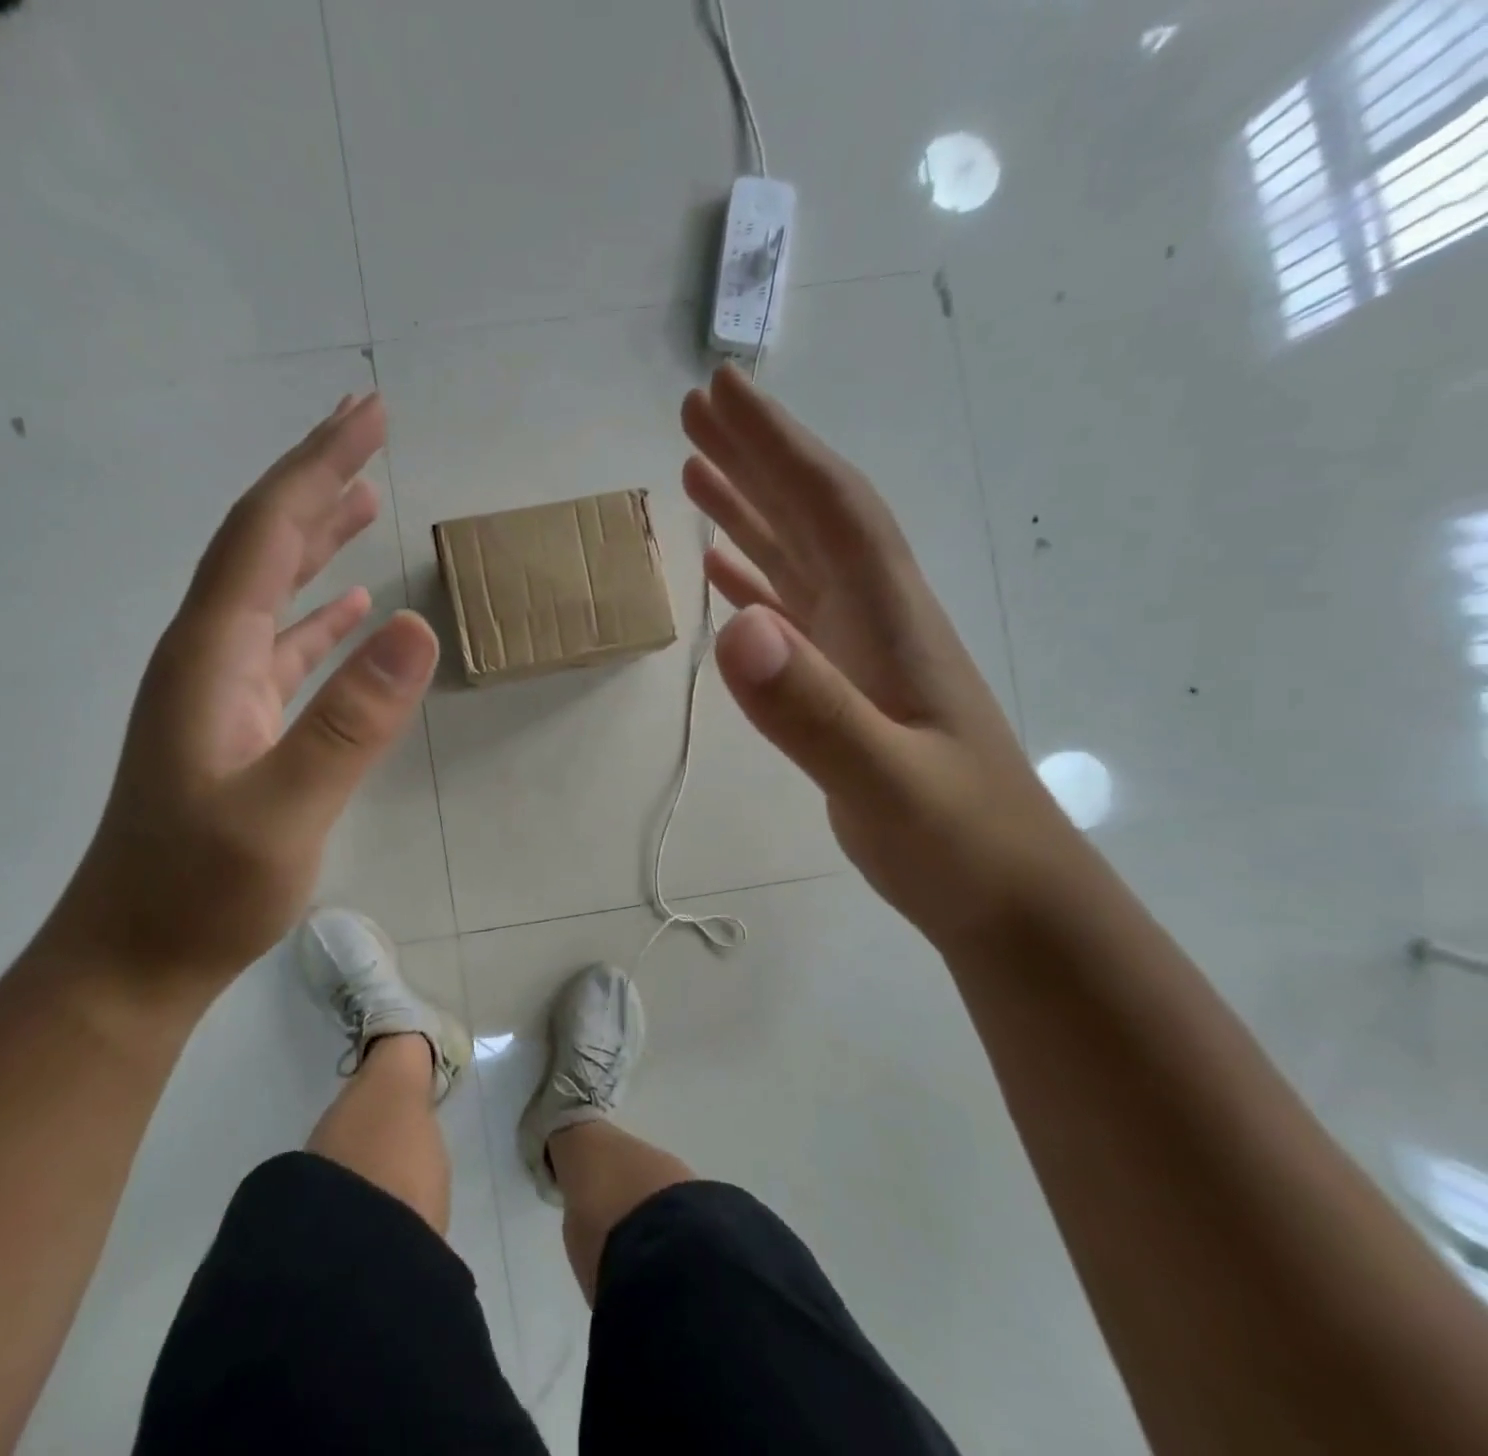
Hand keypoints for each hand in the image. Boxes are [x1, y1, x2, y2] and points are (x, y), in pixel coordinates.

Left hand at [51, 394, 437, 994]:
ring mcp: (220, 690)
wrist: (133, 959)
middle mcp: (208, 654)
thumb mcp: (285, 810)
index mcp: (211, 654)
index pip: (265, 532)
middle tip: (370, 427)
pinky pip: (282, 645)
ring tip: (365, 496)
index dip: (317, 467)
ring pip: (271, 589)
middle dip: (316, 479)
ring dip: (316, 537)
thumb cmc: (201, 891)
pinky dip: (318, 612)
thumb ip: (351, 719)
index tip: (370, 415)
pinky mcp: (236, 725)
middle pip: (262, 543)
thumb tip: (416, 624)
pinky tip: (351, 606)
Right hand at [681, 365, 1082, 946]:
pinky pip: (793, 610)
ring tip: (695, 471)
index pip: (829, 504)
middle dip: (755, 455)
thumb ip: (814, 711)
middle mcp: (876, 615)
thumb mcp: (886, 782)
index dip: (776, 444)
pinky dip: (755, 578)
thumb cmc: (959, 840)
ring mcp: (862, 650)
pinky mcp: (848, 684)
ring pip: (799, 556)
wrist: (1008, 898)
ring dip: (749, 508)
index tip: (722, 391)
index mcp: (889, 615)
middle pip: (811, 513)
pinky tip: (723, 571)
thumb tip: (735, 630)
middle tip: (695, 409)